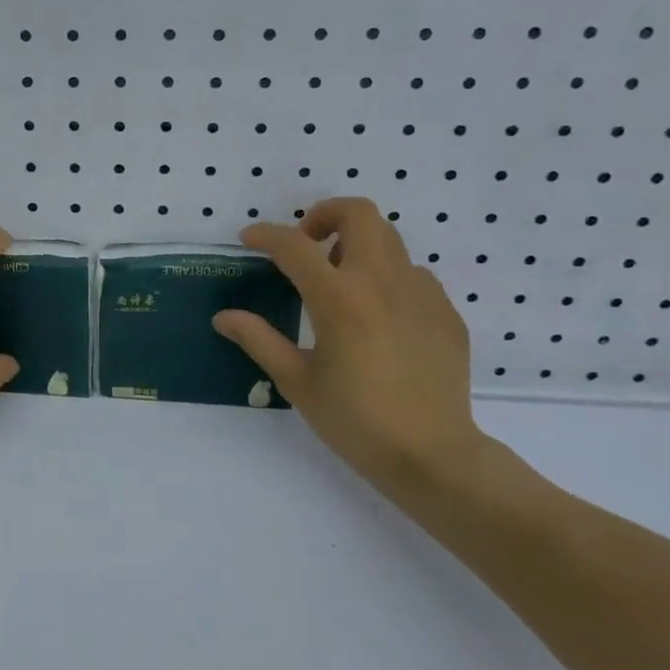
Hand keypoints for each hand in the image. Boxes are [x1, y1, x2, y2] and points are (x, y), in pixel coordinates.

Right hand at [213, 198, 522, 506]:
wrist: (433, 456)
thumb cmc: (354, 420)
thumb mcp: (296, 381)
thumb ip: (258, 339)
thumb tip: (223, 317)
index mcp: (339, 298)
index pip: (294, 245)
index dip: (265, 235)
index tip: (249, 240)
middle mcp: (382, 282)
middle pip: (358, 213)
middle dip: (325, 215)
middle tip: (306, 246)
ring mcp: (421, 294)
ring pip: (389, 241)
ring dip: (356, 246)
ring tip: (341, 283)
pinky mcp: (445, 313)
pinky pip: (413, 275)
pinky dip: (387, 279)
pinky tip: (378, 318)